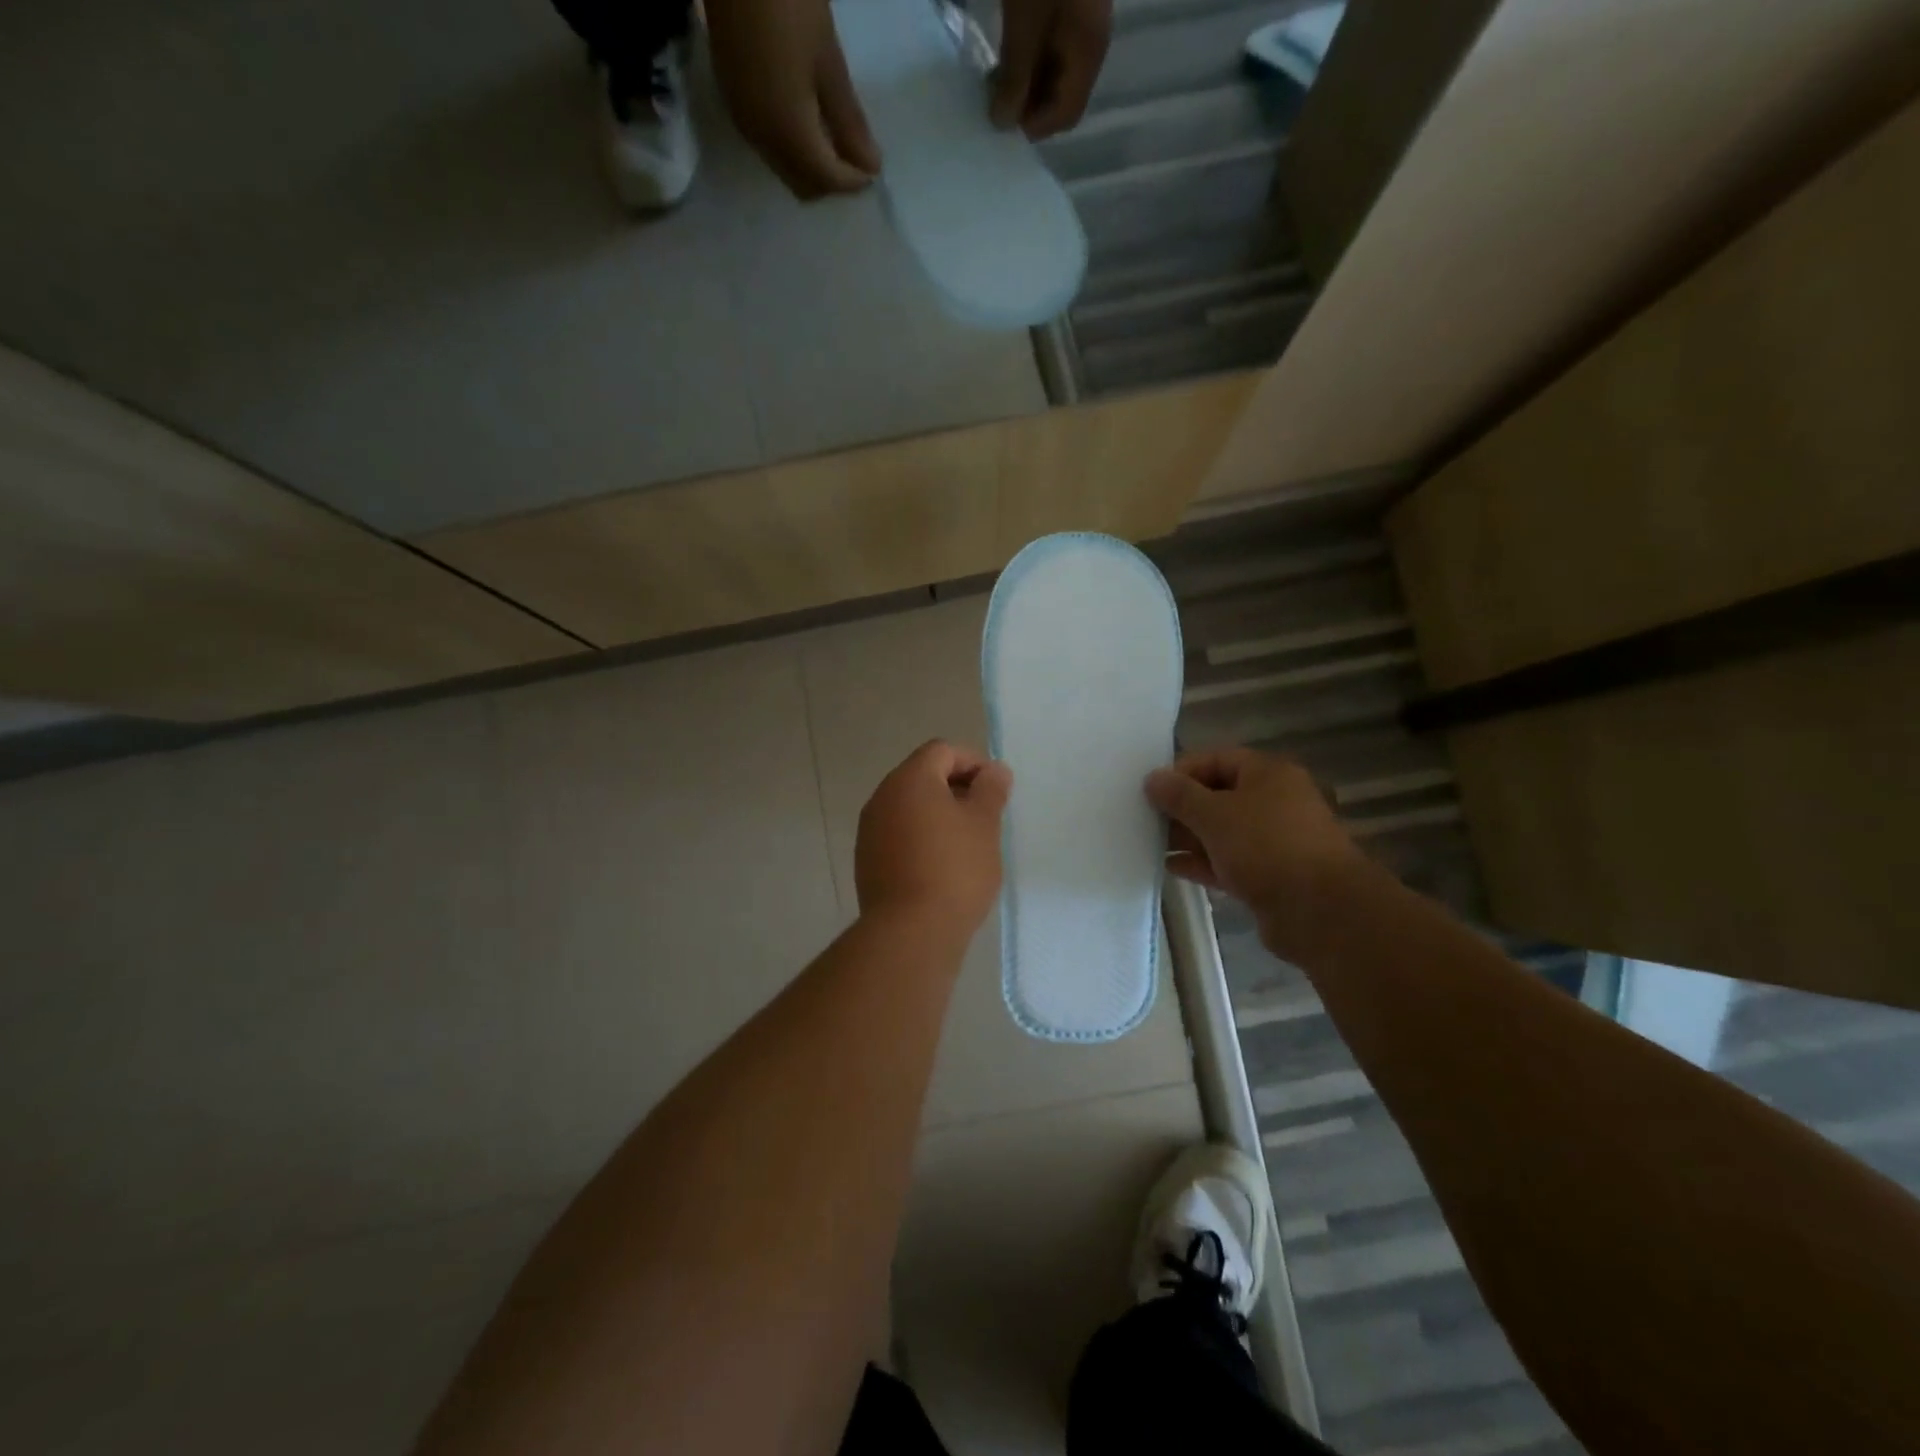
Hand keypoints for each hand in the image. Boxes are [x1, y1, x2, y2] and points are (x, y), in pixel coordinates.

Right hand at [707, 0, 880, 198]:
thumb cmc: (789, 3)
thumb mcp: (828, 61)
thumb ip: (849, 121)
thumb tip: (871, 166)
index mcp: (788, 135)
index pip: (828, 181)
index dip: (854, 181)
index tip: (874, 168)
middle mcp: (763, 141)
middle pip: (803, 185)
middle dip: (832, 181)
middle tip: (855, 157)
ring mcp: (745, 123)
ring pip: (785, 169)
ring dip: (812, 167)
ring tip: (836, 139)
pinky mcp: (734, 103)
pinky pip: (770, 147)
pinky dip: (794, 148)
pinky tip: (809, 122)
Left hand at [855, 740, 1011, 935]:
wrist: (911, 932)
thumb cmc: (955, 869)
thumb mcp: (984, 825)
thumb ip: (991, 790)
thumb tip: (994, 770)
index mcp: (909, 779)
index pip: (942, 751)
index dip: (973, 762)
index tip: (995, 790)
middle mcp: (882, 797)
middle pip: (923, 776)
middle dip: (956, 789)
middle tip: (985, 816)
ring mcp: (870, 830)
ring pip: (910, 807)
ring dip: (939, 814)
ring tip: (967, 843)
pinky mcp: (867, 860)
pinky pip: (898, 834)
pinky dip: (921, 837)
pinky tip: (942, 866)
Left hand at [991, 0, 1112, 138]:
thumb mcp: (1023, 25)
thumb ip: (1015, 77)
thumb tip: (1002, 125)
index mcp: (1089, 54)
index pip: (1067, 114)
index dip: (1036, 126)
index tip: (1005, 121)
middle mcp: (1092, 46)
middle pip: (1062, 97)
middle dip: (1030, 107)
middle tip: (996, 102)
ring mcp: (1083, 25)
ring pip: (1056, 76)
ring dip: (1027, 87)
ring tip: (997, 82)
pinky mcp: (1070, 9)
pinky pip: (1052, 50)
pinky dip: (1030, 62)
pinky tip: (1009, 57)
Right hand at [1145, 747, 1365, 958]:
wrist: (1320, 911)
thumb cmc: (1266, 847)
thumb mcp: (1214, 814)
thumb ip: (1179, 795)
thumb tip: (1153, 778)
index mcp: (1269, 774)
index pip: (1217, 759)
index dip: (1182, 771)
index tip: (1151, 790)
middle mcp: (1275, 802)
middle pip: (1219, 796)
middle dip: (1183, 807)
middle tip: (1146, 818)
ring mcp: (1275, 841)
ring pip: (1223, 831)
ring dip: (1189, 837)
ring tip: (1151, 843)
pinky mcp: (1271, 876)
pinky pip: (1229, 861)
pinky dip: (1202, 862)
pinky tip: (1172, 867)